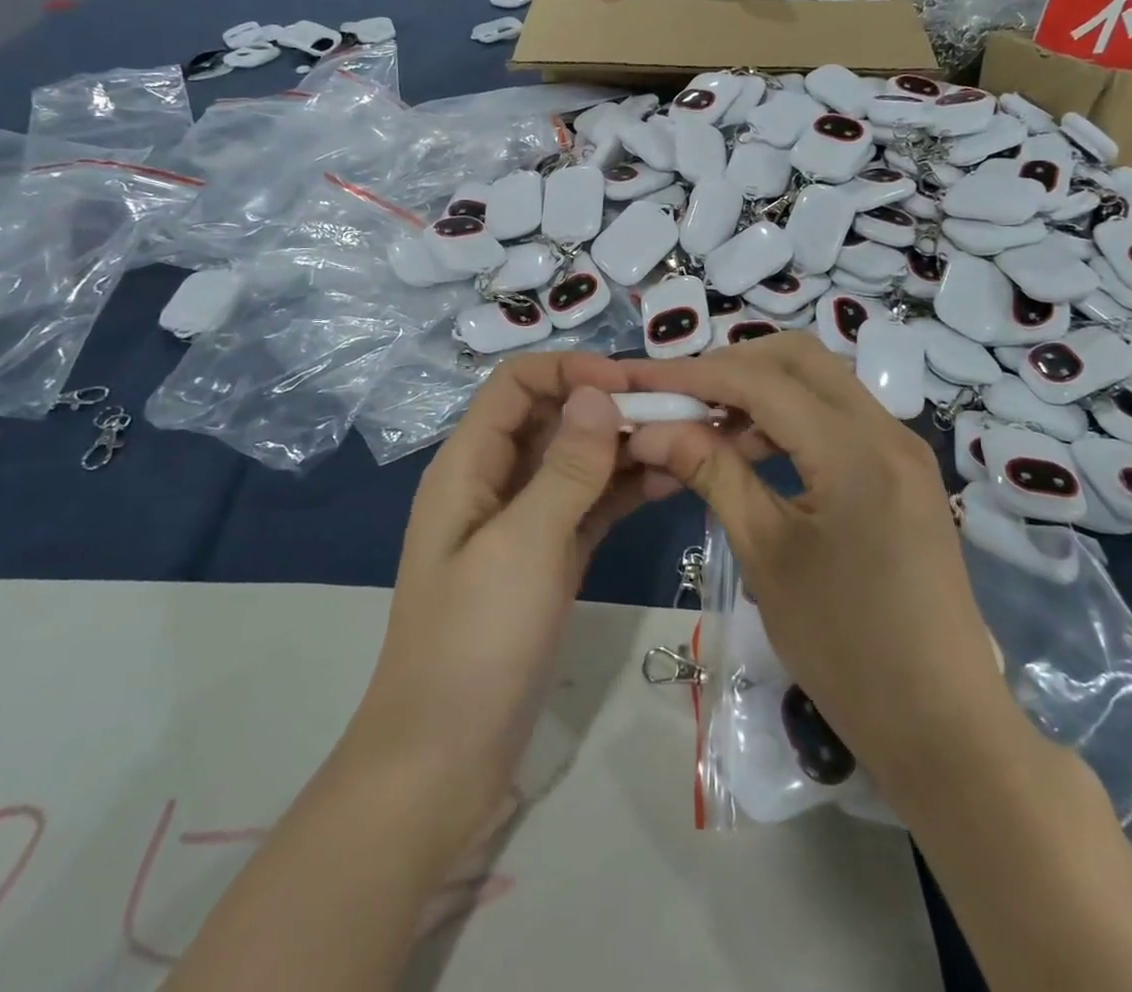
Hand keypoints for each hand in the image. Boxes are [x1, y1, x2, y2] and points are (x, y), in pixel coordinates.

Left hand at [343, 353, 672, 866]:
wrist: (444, 762)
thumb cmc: (475, 643)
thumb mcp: (523, 546)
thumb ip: (565, 468)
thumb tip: (598, 392)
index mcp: (469, 465)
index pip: (517, 385)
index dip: (570, 370)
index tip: (630, 383)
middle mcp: (495, 482)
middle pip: (553, 417)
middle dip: (609, 405)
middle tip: (678, 412)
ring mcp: (524, 522)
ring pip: (577, 461)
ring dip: (624, 446)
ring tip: (687, 441)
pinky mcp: (549, 558)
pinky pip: (590, 505)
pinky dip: (624, 489)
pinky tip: (671, 480)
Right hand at [619, 334, 1023, 800]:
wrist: (943, 726)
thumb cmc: (846, 648)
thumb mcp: (766, 555)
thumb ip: (711, 473)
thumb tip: (650, 430)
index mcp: (855, 451)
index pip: (761, 381)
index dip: (694, 375)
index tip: (642, 383)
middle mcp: (887, 430)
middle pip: (798, 358)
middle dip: (732, 367)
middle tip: (680, 401)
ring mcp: (902, 448)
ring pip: (821, 382)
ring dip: (761, 392)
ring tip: (709, 431)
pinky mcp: (904, 471)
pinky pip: (839, 416)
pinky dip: (790, 418)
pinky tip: (755, 453)